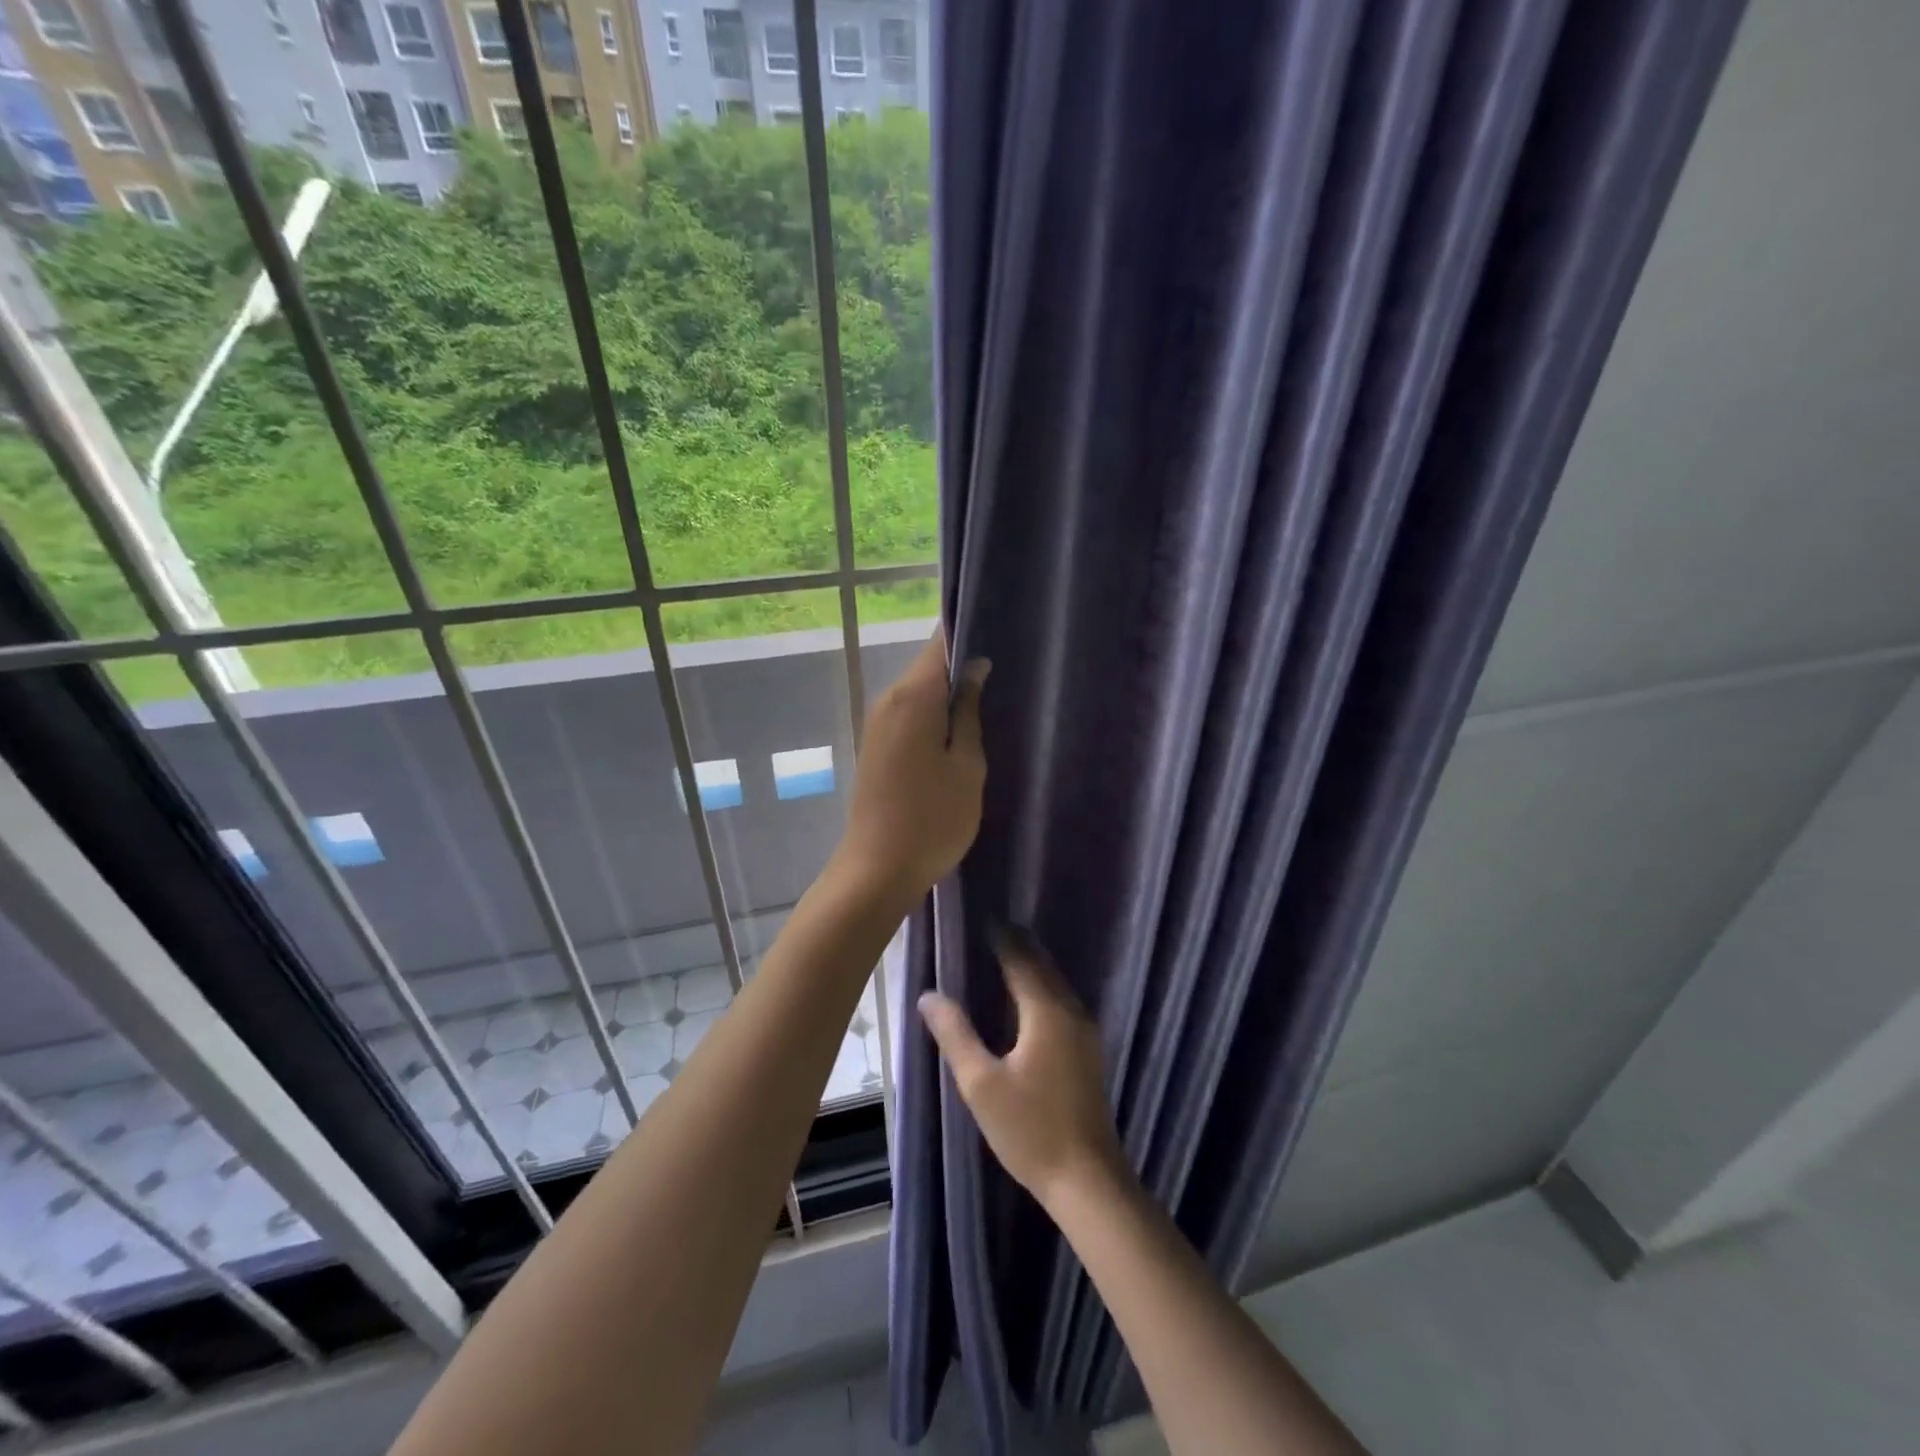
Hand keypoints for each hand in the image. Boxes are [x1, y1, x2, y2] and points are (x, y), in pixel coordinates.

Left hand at [837, 631, 988, 907]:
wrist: (877, 870)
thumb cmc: (933, 819)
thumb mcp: (967, 766)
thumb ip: (969, 712)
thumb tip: (975, 668)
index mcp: (913, 697)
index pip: (940, 643)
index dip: (969, 632)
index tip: (1000, 633)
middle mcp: (889, 700)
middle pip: (928, 667)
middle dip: (963, 665)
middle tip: (1006, 673)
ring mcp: (877, 724)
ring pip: (919, 692)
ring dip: (949, 694)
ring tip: (989, 701)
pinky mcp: (876, 746)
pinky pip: (908, 715)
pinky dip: (933, 715)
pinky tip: (958, 731)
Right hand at [918, 932, 1128, 1210]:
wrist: (1088, 1180)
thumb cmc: (1030, 1129)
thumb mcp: (981, 1083)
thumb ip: (955, 1034)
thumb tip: (928, 995)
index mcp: (1046, 1011)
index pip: (1021, 960)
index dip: (1001, 938)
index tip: (982, 918)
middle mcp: (1071, 1011)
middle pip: (1043, 966)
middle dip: (1019, 946)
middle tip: (991, 930)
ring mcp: (1085, 1032)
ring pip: (1057, 984)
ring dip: (1033, 966)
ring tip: (1006, 956)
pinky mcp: (1088, 1052)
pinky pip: (1063, 1001)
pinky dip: (1043, 987)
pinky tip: (1028, 1000)